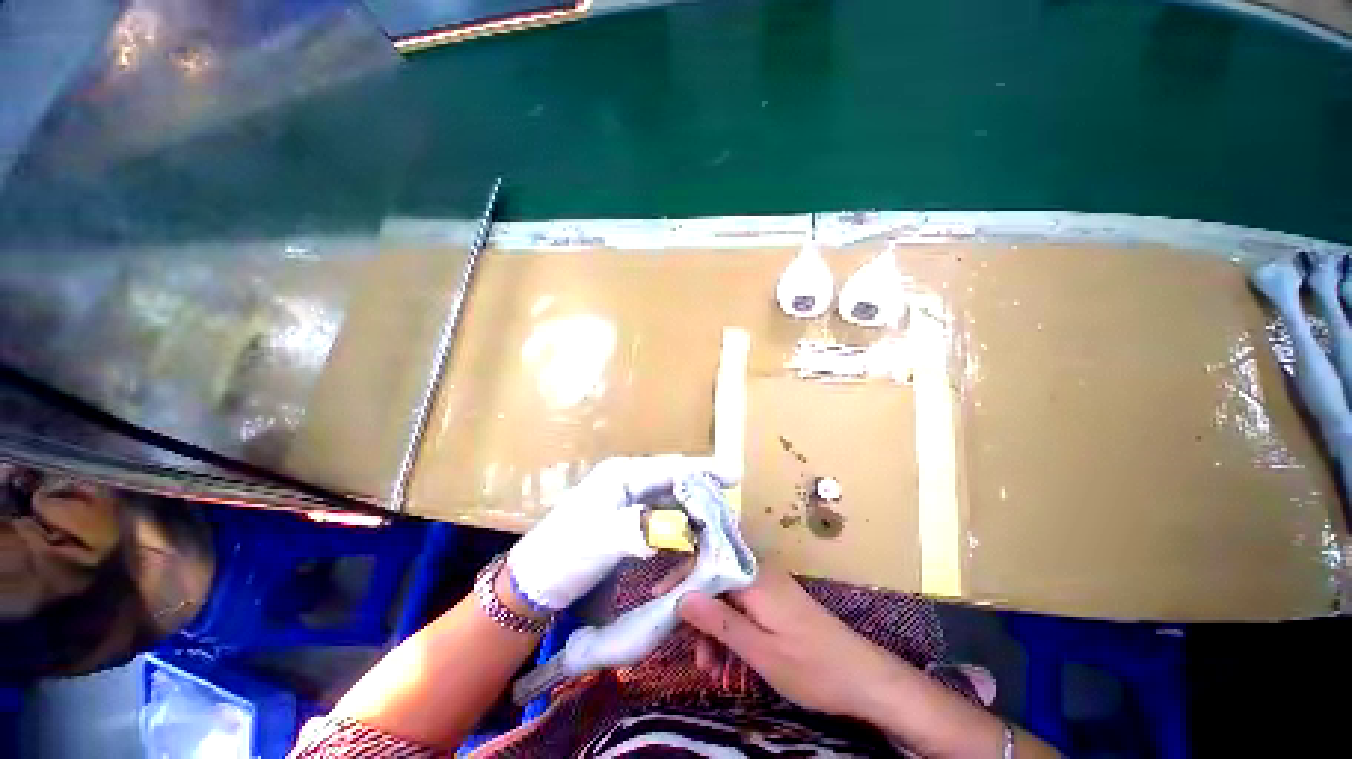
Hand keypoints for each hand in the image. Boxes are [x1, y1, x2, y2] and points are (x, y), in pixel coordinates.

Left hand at [508, 455, 734, 610]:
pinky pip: (661, 516)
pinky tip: (689, 538)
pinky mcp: (627, 519)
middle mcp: (628, 481)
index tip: (735, 477)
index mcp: (622, 475)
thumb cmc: (563, 554)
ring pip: (670, 499)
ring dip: (692, 511)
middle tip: (727, 510)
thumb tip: (681, 529)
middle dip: (702, 493)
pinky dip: (678, 526)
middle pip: (674, 481)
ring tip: (715, 526)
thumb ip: (641, 528)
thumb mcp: (601, 539)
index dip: (704, 471)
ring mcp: (627, 500)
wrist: (532, 583)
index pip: (671, 468)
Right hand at [677, 568, 910, 719]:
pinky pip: (743, 611)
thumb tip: (681, 598)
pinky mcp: (775, 604)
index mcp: (754, 577)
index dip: (681, 579)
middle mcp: (759, 574)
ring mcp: (768, 589)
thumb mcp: (760, 650)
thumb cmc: (811, 666)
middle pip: (715, 582)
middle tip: (691, 654)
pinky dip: (731, 634)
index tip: (658, 601)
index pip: (707, 563)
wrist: (863, 678)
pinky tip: (728, 664)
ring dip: (714, 631)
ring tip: (711, 669)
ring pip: (727, 600)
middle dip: (698, 615)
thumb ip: (719, 621)